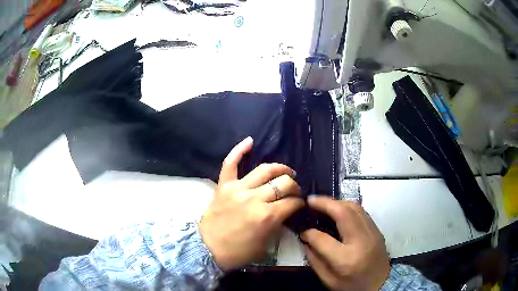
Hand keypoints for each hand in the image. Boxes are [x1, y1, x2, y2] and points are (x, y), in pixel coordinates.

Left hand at [199, 137, 303, 270]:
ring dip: (280, 169)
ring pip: (264, 170)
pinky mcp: (224, 185)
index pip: (292, 202)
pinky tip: (250, 141)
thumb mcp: (265, 245)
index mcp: (267, 216)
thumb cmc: (238, 251)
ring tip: (286, 172)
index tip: (299, 204)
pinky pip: (230, 163)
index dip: (299, 203)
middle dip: (294, 186)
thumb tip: (287, 212)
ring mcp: (238, 189)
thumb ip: (278, 226)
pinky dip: (239, 150)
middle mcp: (255, 199)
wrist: (207, 249)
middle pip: (283, 183)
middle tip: (294, 191)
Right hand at [301, 196, 389, 290]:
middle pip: (343, 213)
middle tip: (311, 200)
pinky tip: (339, 210)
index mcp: (346, 259)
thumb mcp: (329, 281)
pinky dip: (348, 207)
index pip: (323, 239)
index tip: (302, 231)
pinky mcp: (377, 230)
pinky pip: (362, 212)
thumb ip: (315, 261)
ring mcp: (372, 233)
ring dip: (337, 202)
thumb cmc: (353, 286)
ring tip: (323, 203)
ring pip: (354, 208)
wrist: (381, 284)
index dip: (309, 233)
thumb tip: (306, 241)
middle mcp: (361, 241)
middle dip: (324, 203)